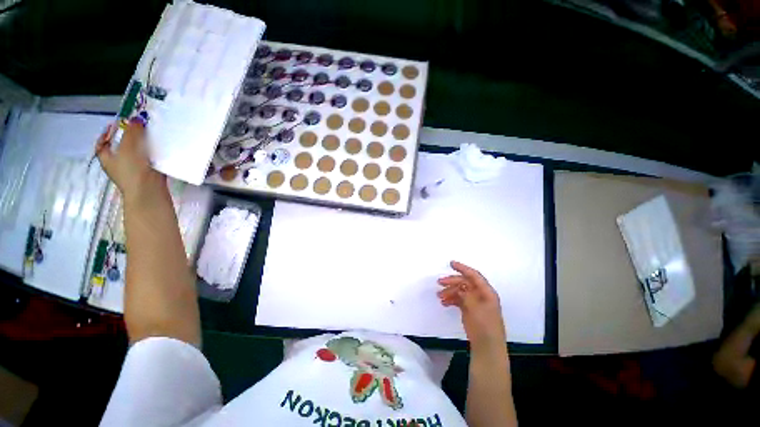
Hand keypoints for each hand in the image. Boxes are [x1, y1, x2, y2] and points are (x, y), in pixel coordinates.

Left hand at [96, 120, 163, 201]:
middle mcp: (118, 164)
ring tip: (152, 137)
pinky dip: (154, 153)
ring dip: (144, 145)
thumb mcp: (128, 148)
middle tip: (139, 128)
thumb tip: (136, 119)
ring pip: (137, 153)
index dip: (107, 133)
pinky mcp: (149, 173)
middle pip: (121, 147)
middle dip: (130, 137)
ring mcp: (134, 170)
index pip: (102, 143)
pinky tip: (160, 149)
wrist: (149, 192)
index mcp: (107, 159)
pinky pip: (150, 159)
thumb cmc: (132, 171)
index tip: (116, 124)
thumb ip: (132, 132)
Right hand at [438, 261, 505, 347]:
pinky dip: (451, 299)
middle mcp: (481, 295)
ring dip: (450, 291)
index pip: (474, 275)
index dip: (462, 268)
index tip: (451, 263)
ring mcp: (475, 302)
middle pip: (465, 283)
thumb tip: (458, 287)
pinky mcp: (470, 310)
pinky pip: (459, 300)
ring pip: (461, 291)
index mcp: (486, 292)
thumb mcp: (475, 308)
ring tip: (439, 296)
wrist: (487, 347)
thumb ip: (466, 295)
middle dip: (452, 281)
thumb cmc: (484, 325)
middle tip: (439, 282)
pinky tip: (444, 302)